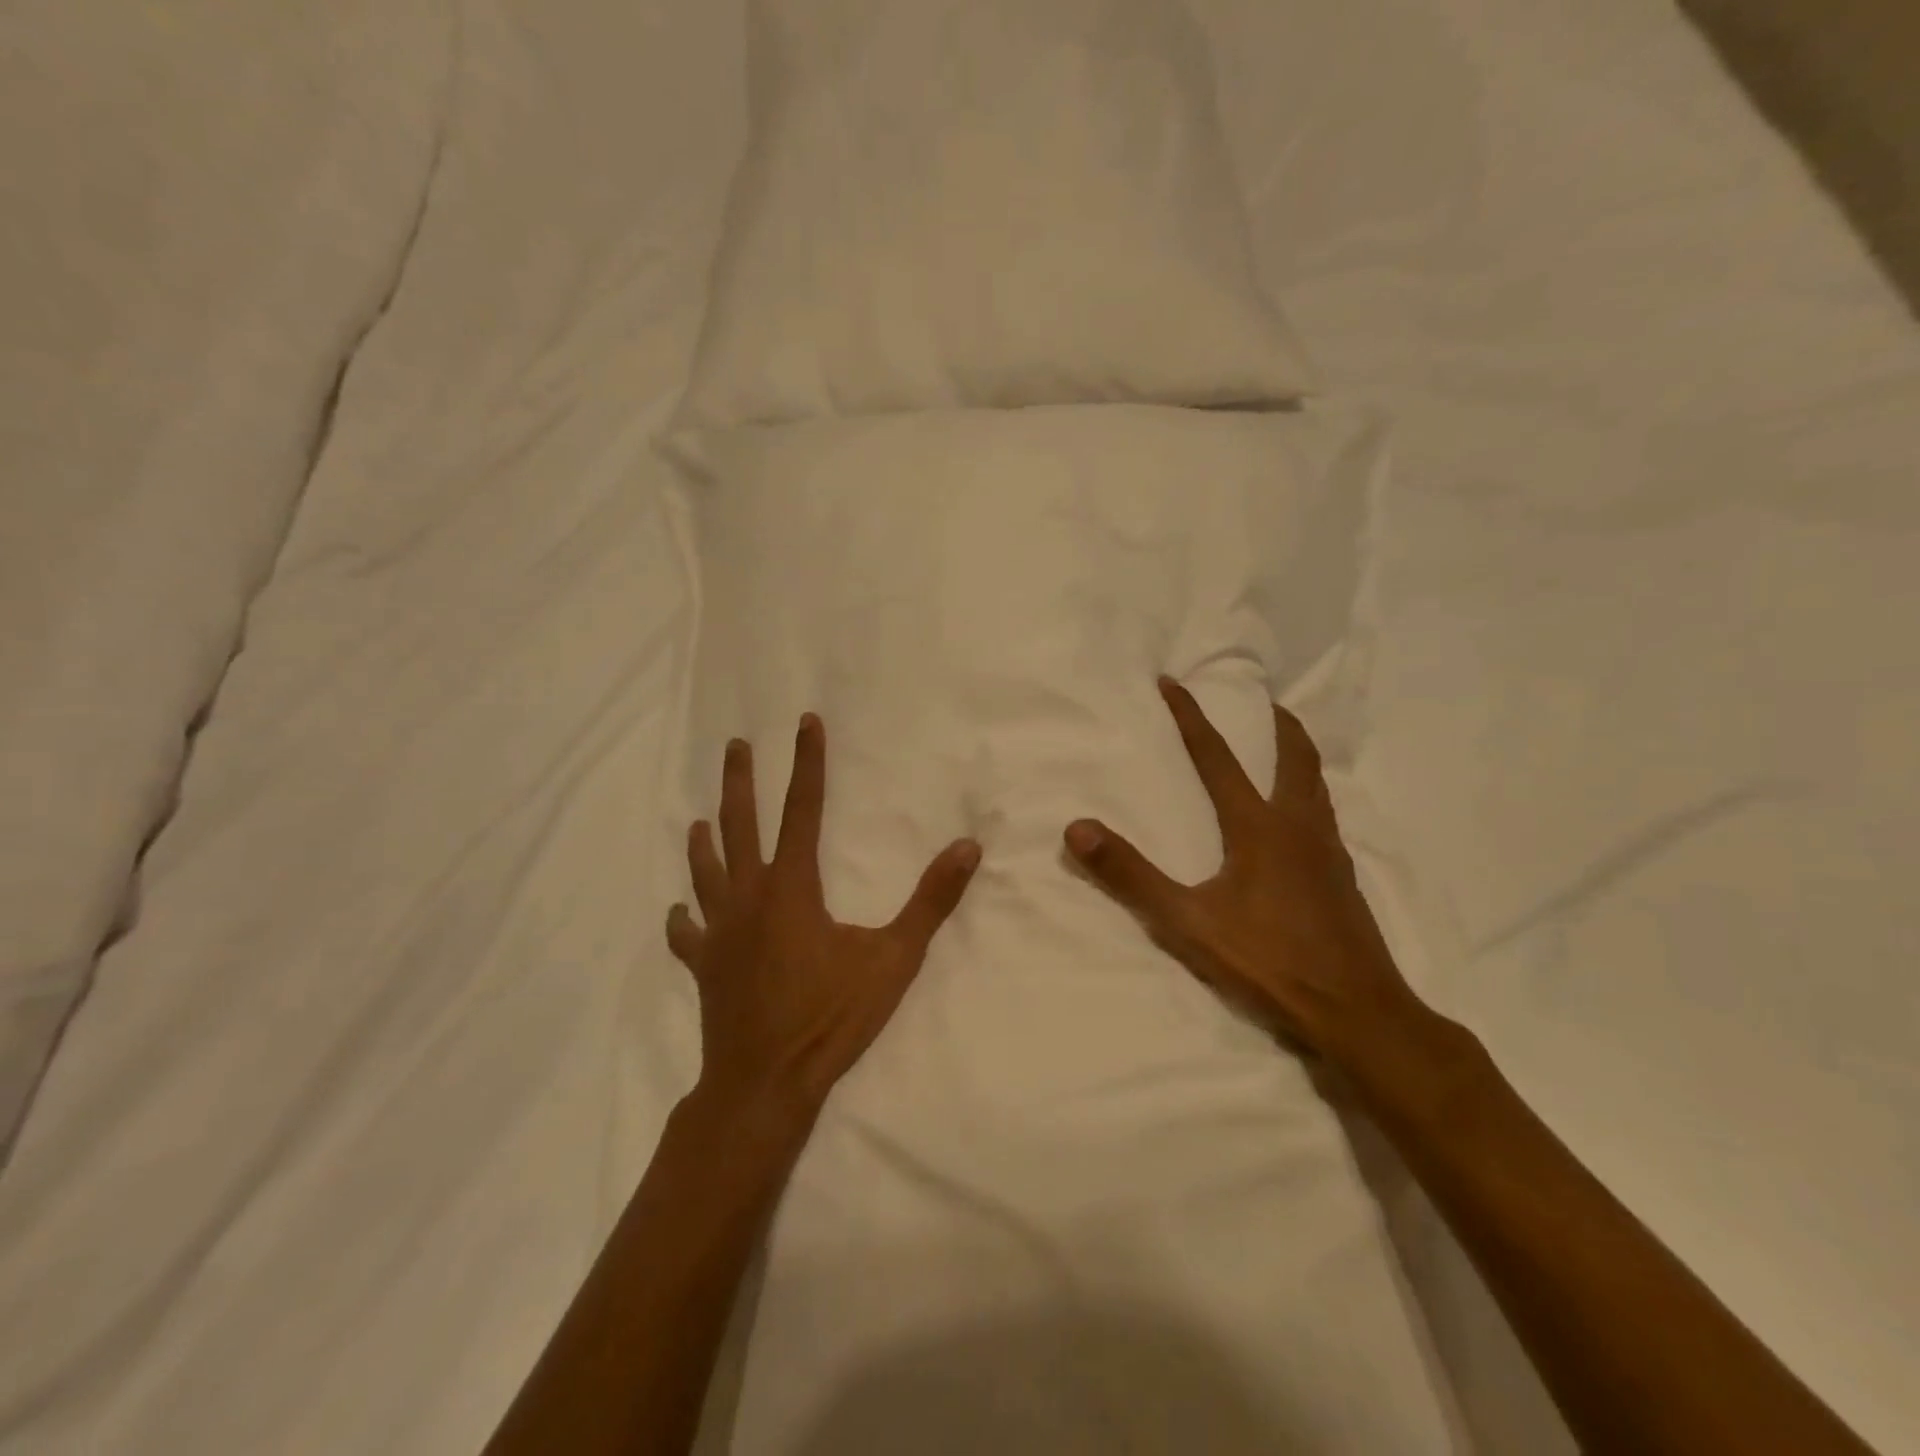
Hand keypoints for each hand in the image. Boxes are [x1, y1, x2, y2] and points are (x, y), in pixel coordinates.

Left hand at [667, 713, 981, 1126]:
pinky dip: (685, 917)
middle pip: (738, 825)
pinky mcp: (705, 966)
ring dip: (704, 840)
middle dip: (740, 781)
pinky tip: (681, 911)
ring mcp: (719, 932)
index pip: (802, 808)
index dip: (806, 763)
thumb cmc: (830, 1019)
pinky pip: (688, 933)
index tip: (805, 723)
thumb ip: (931, 901)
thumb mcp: (893, 959)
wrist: (764, 1084)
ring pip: (705, 871)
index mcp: (791, 887)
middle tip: (735, 745)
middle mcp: (748, 897)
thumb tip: (968, 848)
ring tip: (700, 818)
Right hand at [1064, 678, 1431, 1078]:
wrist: (1358, 1014)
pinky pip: (1325, 818)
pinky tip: (1299, 824)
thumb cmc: (1270, 962)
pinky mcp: (1343, 880)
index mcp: (1261, 828)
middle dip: (1276, 724)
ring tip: (1284, 749)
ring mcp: (1329, 854)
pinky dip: (1309, 797)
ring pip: (1317, 786)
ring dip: (1298, 757)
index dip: (1191, 717)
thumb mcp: (1188, 921)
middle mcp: (1300, 828)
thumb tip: (1077, 828)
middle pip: (1294, 758)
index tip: (1172, 682)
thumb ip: (1131, 875)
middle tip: (1265, 702)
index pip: (1217, 757)